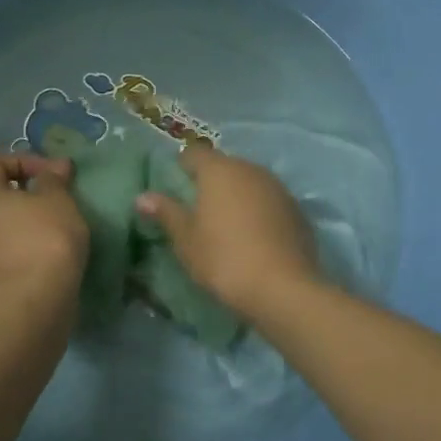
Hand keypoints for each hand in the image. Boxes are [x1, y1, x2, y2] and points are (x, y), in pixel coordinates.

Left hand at [0, 152, 88, 301]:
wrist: (35, 303)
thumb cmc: (45, 239)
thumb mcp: (57, 200)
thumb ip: (54, 178)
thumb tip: (55, 166)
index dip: (24, 159)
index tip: (52, 173)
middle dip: (31, 193)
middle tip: (61, 199)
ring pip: (7, 225)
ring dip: (33, 222)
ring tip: (63, 227)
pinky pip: (12, 249)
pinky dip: (31, 246)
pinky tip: (56, 253)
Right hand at [134, 146, 318, 314]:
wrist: (282, 288)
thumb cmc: (223, 258)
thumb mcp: (186, 239)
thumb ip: (166, 212)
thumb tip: (143, 196)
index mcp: (219, 170)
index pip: (194, 153)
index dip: (182, 166)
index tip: (175, 188)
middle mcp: (250, 169)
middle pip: (224, 166)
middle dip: (210, 181)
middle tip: (197, 210)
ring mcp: (278, 188)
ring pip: (249, 182)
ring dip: (237, 195)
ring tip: (226, 225)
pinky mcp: (297, 209)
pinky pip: (269, 201)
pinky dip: (259, 211)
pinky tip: (254, 237)